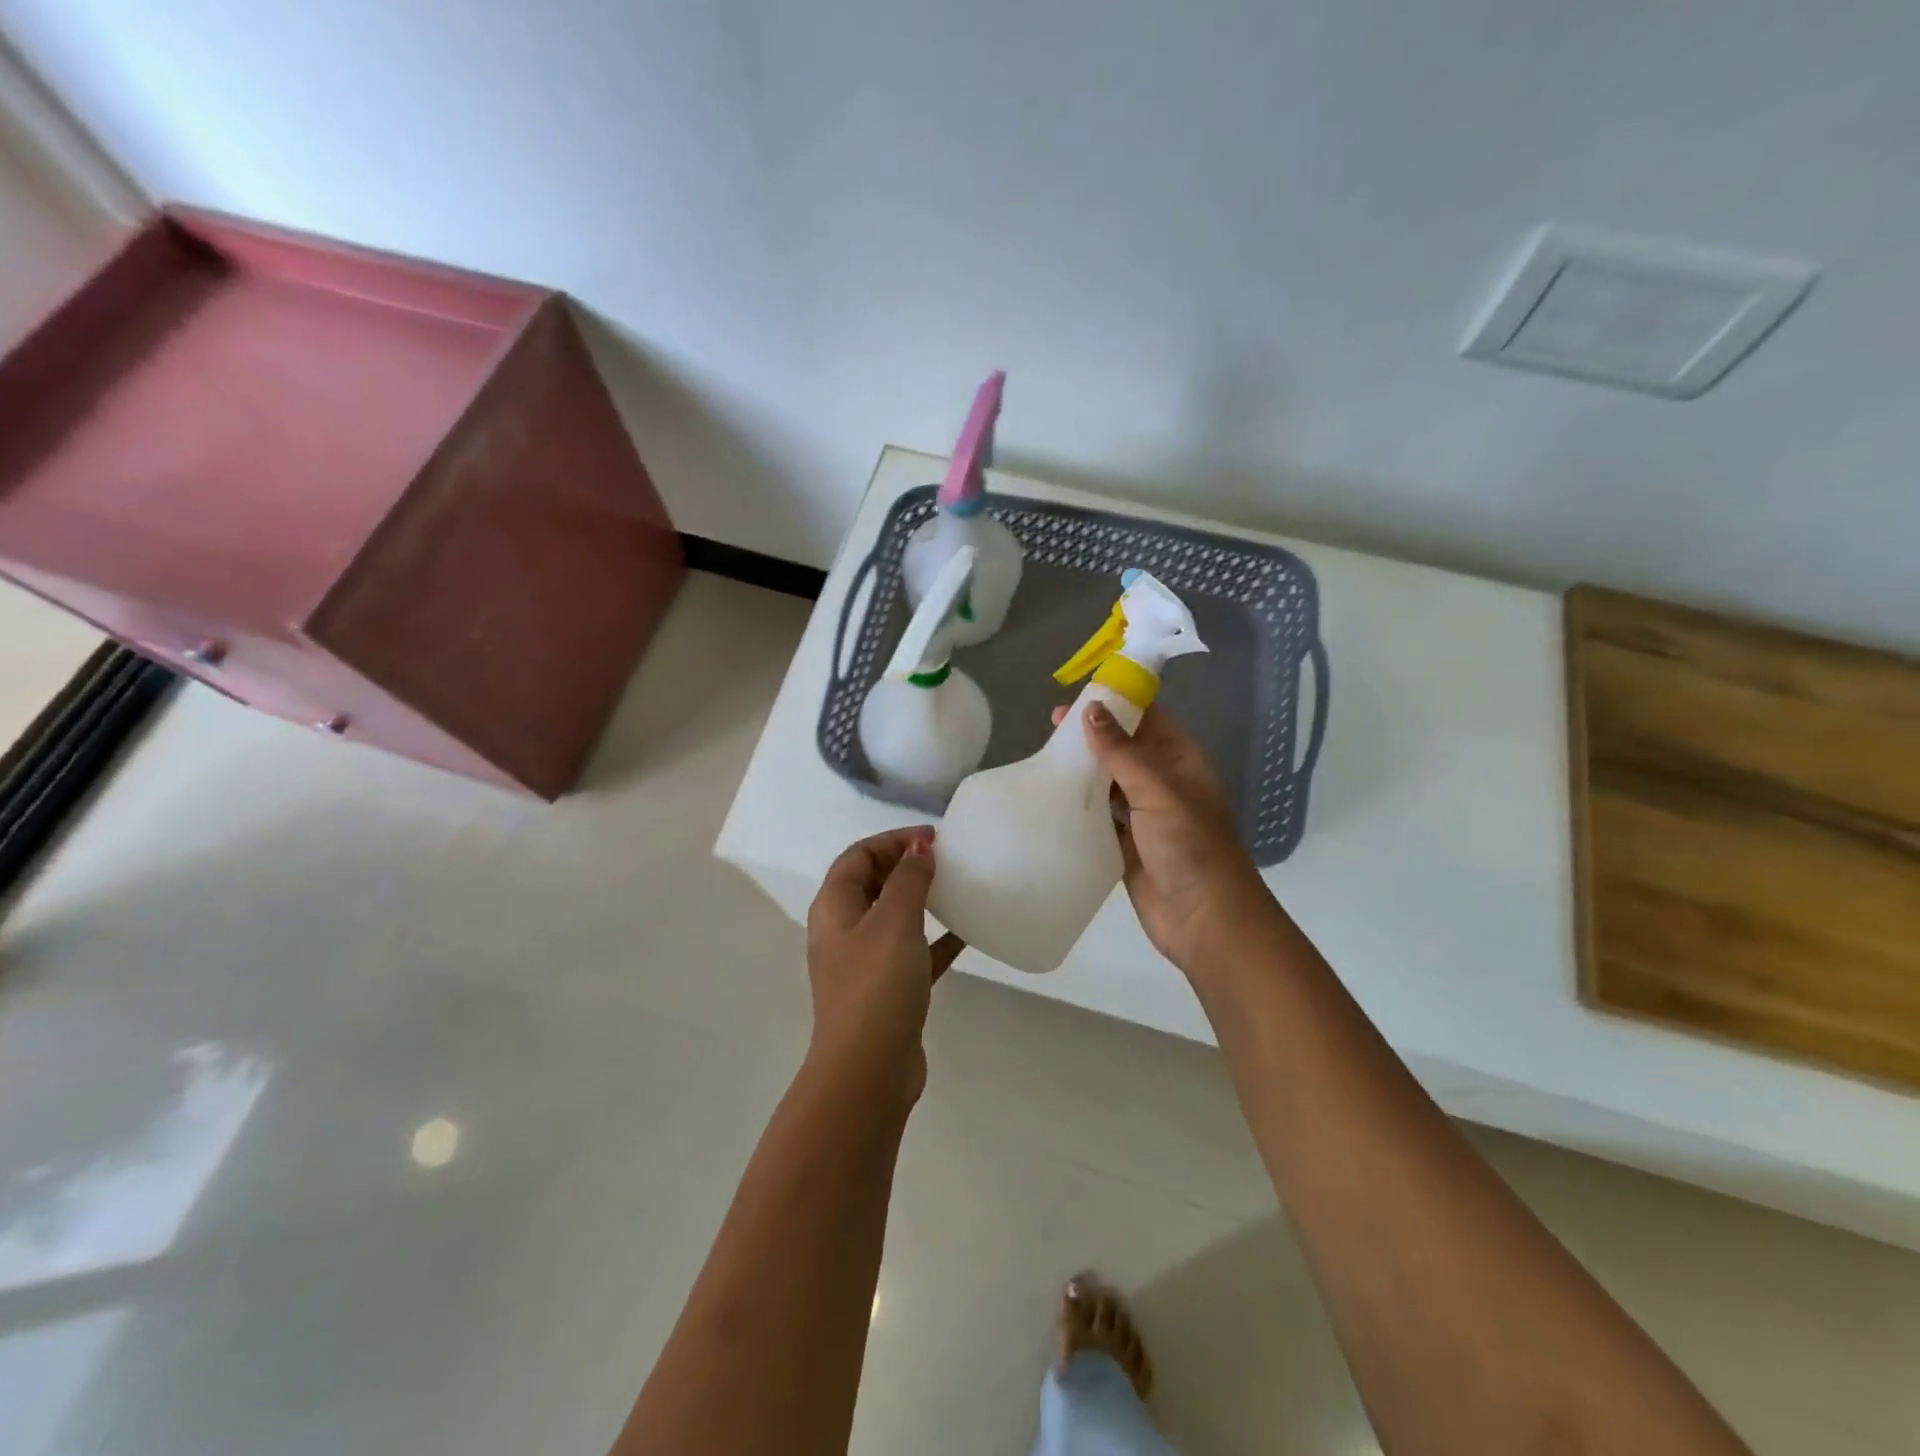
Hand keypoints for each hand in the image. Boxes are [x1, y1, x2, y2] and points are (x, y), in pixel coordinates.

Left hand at [805, 828, 964, 1101]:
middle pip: (873, 882)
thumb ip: (908, 880)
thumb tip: (919, 849)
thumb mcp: (894, 922)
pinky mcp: (888, 989)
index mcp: (835, 907)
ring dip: (921, 899)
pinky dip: (936, 938)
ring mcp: (865, 962)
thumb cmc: (876, 986)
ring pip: (894, 916)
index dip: (893, 840)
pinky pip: (914, 950)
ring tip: (956, 886)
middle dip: (906, 865)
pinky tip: (968, 933)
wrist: (868, 1071)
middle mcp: (845, 930)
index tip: (933, 839)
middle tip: (946, 859)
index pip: (858, 856)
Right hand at [1058, 701, 1279, 975]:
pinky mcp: (1126, 843)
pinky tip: (1053, 797)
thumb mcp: (1157, 790)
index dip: (1117, 702)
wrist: (1205, 919)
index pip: (1148, 717)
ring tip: (1045, 757)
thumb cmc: (1190, 846)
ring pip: (1109, 781)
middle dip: (1092, 735)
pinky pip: (1100, 816)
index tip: (1079, 693)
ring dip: (1083, 770)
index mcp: (1180, 760)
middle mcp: (1162, 781)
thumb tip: (1092, 708)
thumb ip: (1122, 751)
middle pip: (1124, 747)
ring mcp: (1144, 814)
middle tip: (1051, 726)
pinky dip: (1080, 805)